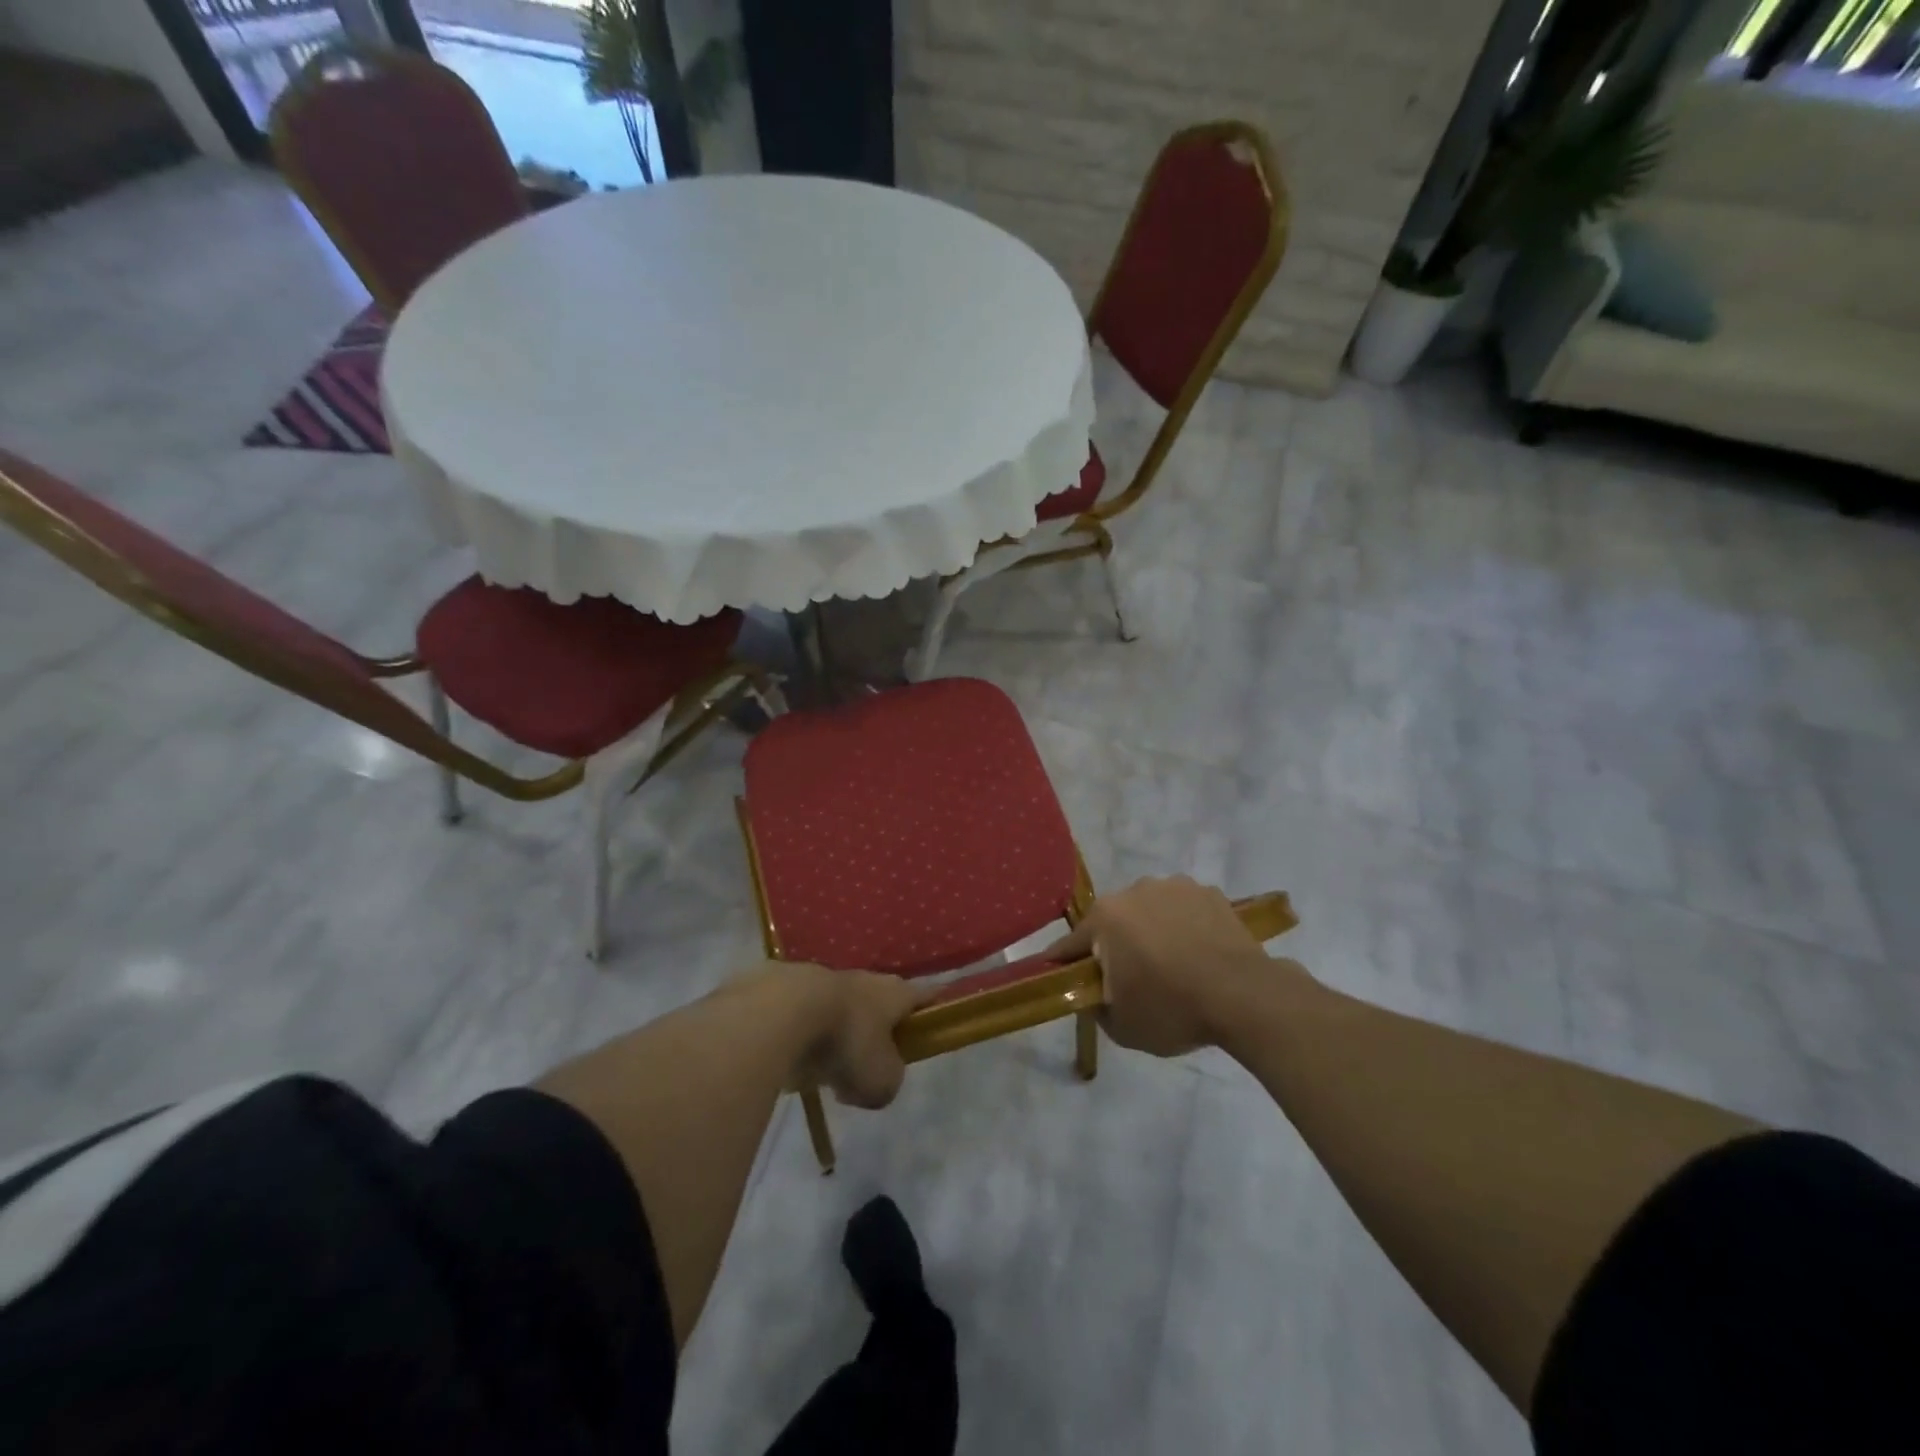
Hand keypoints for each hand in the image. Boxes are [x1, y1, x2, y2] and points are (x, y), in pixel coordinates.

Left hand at [779, 965, 922, 1109]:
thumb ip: (888, 1083)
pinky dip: (806, 1036)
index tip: (936, 1015)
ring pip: (842, 1009)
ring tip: (829, 1067)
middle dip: (879, 1029)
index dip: (933, 1006)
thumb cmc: (848, 1043)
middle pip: (880, 1003)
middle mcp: (865, 980)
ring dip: (840, 1033)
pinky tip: (797, 1060)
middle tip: (873, 1061)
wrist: (784, 1013)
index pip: (925, 995)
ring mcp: (826, 980)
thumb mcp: (881, 1082)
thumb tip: (876, 1080)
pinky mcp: (791, 988)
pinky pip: (807, 1016)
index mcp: (896, 994)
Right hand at [1045, 876, 1293, 1056]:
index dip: (1066, 964)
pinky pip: (1185, 910)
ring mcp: (1174, 886)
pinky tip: (1200, 954)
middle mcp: (1134, 890)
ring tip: (1173, 965)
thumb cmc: (1172, 1008)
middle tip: (1131, 979)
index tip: (1064, 979)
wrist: (1244, 996)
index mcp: (1105, 917)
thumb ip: (1095, 1006)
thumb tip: (1094, 994)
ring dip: (1152, 931)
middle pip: (1113, 922)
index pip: (1071, 943)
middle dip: (1116, 945)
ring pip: (1150, 911)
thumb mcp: (1121, 1026)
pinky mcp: (1209, 892)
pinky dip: (1185, 927)